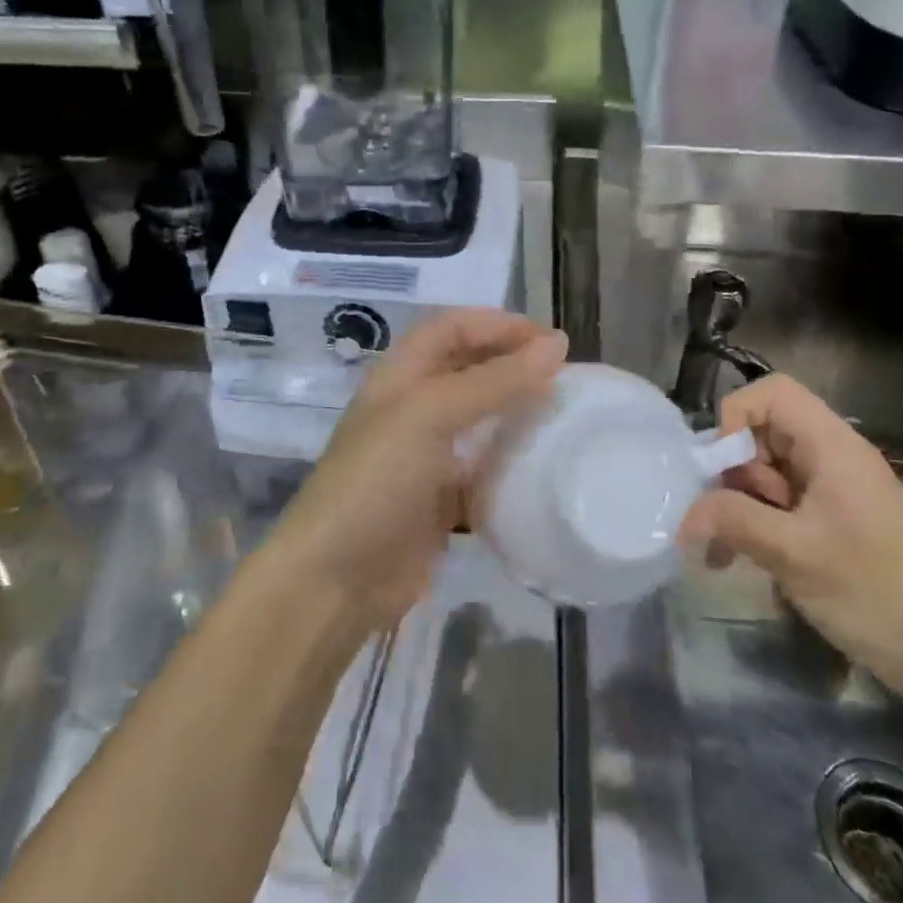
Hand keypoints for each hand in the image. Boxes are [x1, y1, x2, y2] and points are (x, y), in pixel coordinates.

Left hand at [267, 310, 567, 630]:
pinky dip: (510, 464)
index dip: (497, 324)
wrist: (337, 579)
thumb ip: (493, 380)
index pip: (451, 327)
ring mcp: (424, 456)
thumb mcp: (430, 415)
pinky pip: (483, 470)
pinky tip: (542, 467)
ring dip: (516, 412)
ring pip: (479, 420)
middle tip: (565, 375)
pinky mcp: (439, 500)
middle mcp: (411, 408)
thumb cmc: (377, 480)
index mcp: (399, 376)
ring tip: (563, 414)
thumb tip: (556, 346)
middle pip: (467, 369)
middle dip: (512, 363)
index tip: (549, 339)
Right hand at [680, 374, 902, 702]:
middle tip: (722, 519)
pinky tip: (738, 560)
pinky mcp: (831, 521)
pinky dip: (754, 524)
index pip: (772, 393)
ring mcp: (832, 490)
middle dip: (732, 471)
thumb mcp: (793, 554)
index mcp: (832, 447)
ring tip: (723, 552)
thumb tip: (683, 515)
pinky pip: (779, 504)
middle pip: (763, 433)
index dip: (736, 418)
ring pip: (765, 471)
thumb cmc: (874, 594)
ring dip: (737, 505)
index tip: (723, 469)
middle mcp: (832, 457)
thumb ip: (733, 520)